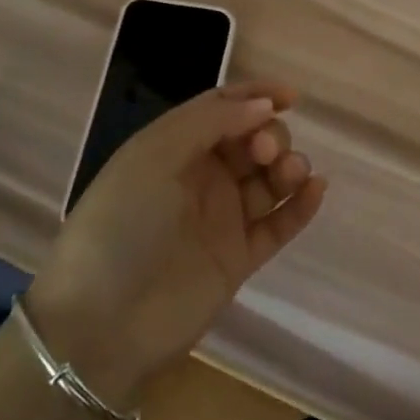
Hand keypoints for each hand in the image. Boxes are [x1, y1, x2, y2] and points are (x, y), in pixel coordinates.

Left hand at [26, 80, 327, 403]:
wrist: (103, 323)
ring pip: (270, 179)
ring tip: (291, 174)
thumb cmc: (121, 226)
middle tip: (265, 153)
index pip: (221, 108)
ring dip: (289, 167)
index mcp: (174, 149)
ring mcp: (222, 219)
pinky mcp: (240, 257)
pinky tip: (316, 189)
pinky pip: (280, 224)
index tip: (290, 96)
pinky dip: (301, 205)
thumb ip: (212, 121)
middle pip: (253, 140)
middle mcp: (200, 178)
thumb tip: (264, 105)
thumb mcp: (154, 157)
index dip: (255, 96)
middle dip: (270, 135)